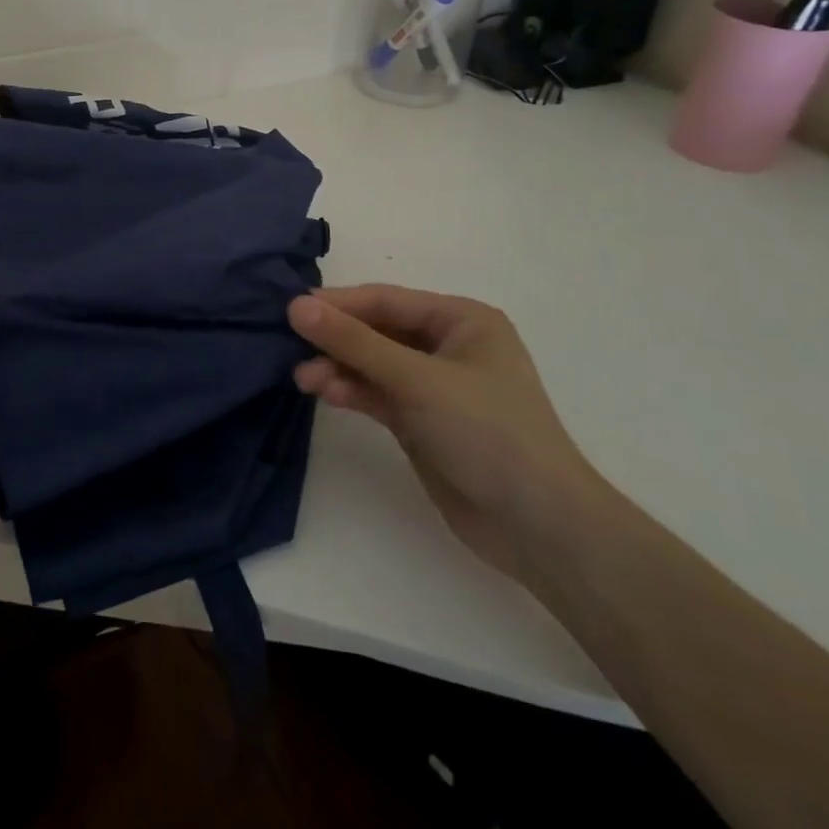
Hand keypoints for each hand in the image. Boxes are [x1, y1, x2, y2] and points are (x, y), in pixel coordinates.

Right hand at [289, 285, 604, 581]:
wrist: (539, 528)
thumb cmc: (487, 433)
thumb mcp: (417, 380)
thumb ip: (354, 342)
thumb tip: (296, 305)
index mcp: (461, 320)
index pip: (385, 300)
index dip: (337, 303)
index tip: (290, 310)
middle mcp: (447, 346)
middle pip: (376, 330)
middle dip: (336, 340)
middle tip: (289, 346)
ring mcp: (434, 385)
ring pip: (372, 364)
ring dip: (338, 368)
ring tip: (303, 379)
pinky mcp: (422, 420)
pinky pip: (378, 393)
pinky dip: (352, 392)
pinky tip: (327, 394)